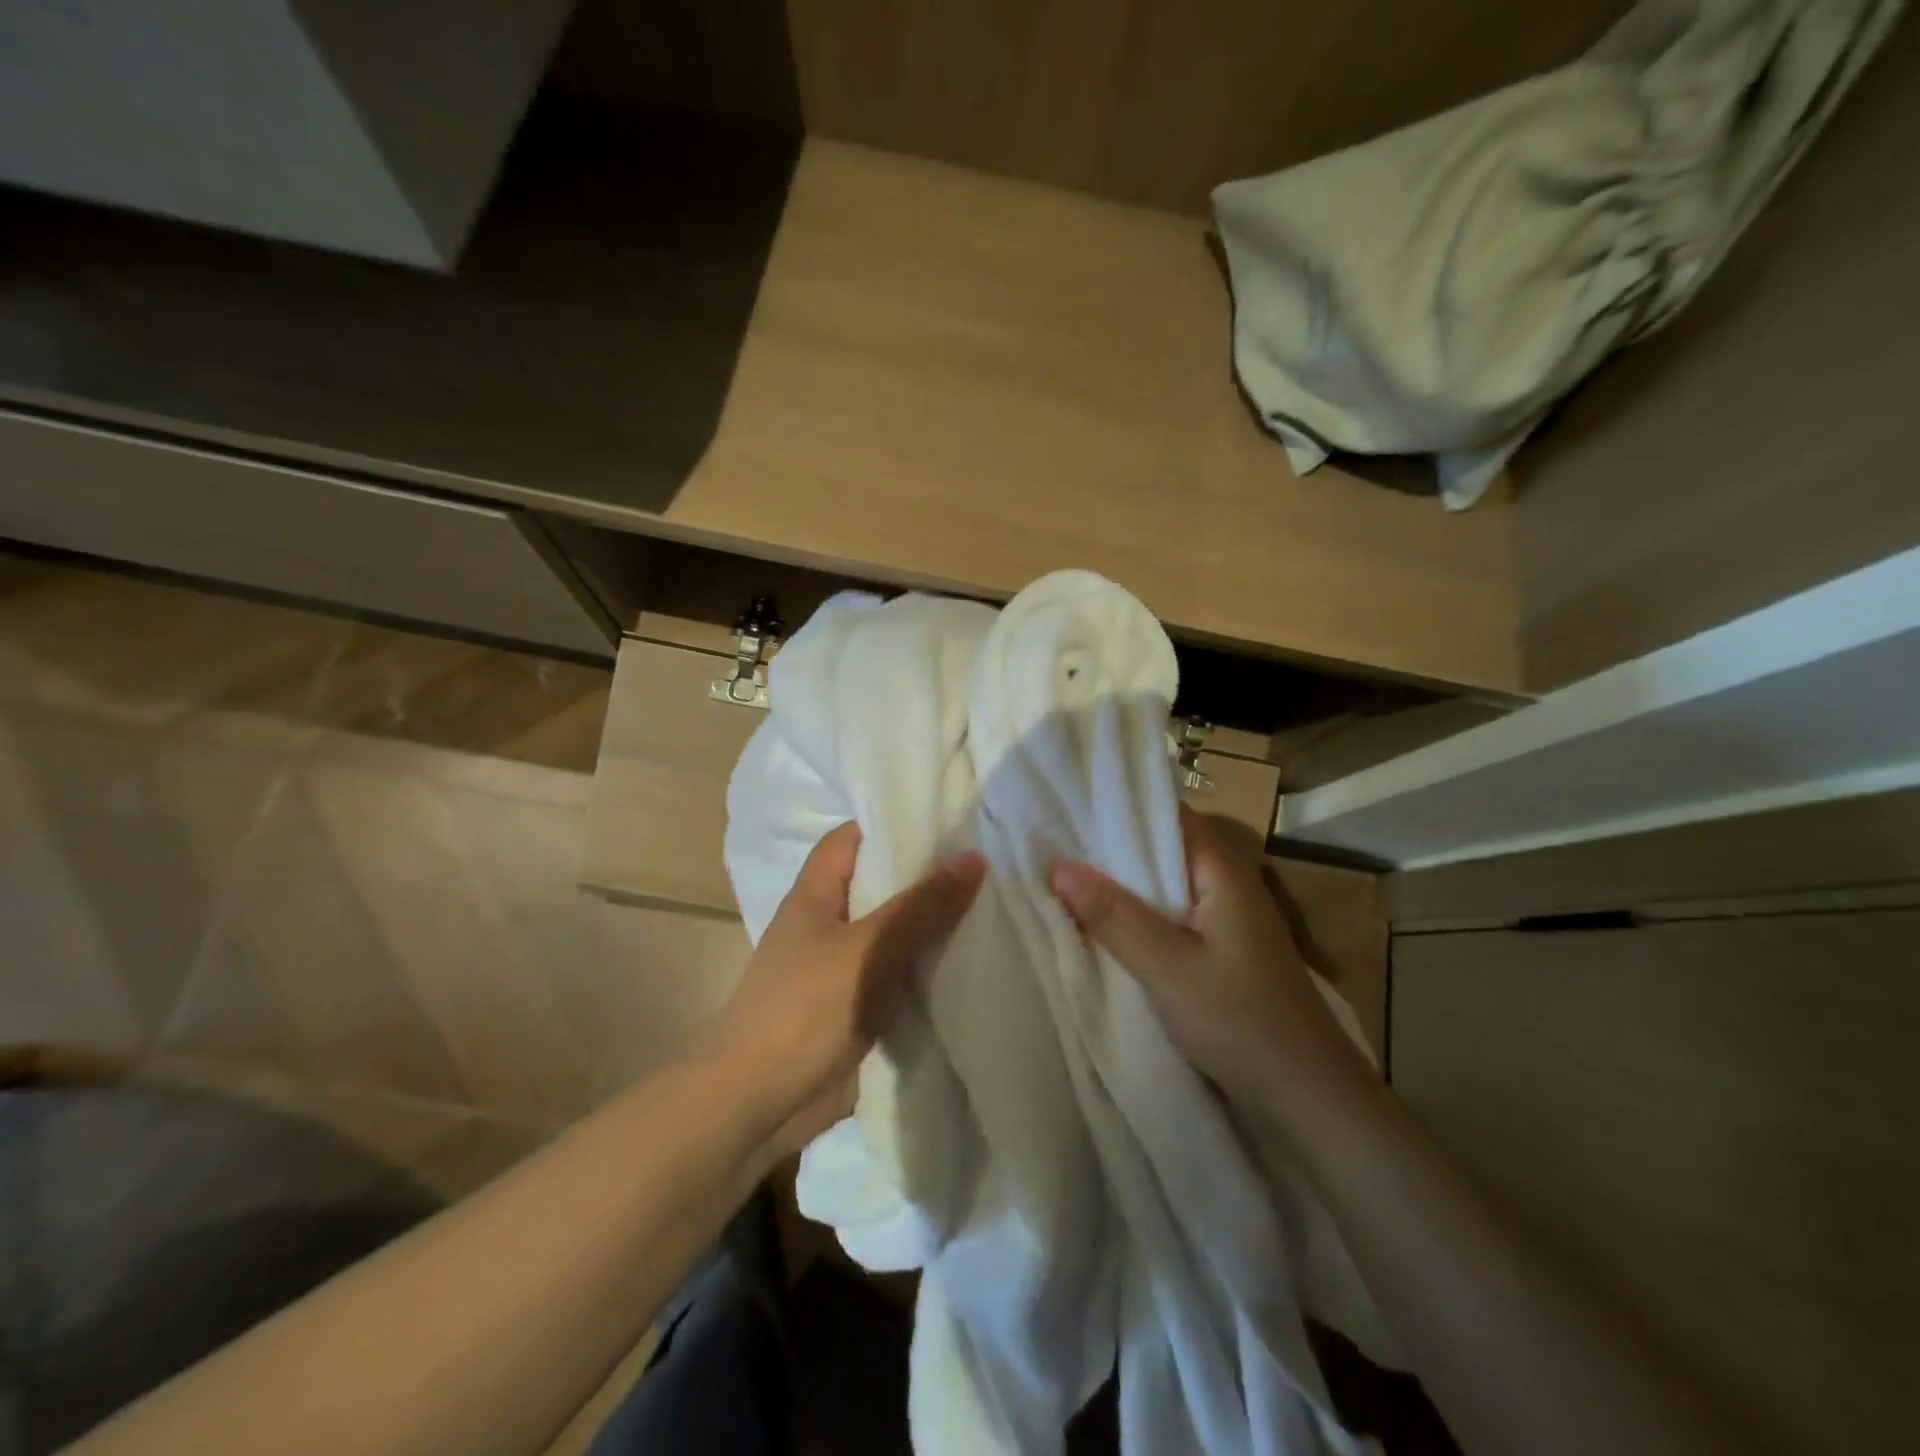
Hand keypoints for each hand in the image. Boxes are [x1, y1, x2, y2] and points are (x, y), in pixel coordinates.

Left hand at [715, 821, 985, 1159]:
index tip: (945, 823)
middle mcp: (825, 924)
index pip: (851, 838)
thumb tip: (974, 858)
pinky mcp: (853, 1008)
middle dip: (924, 878)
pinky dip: (925, 971)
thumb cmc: (807, 1008)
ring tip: (988, 910)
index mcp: (814, 895)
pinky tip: (967, 967)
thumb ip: (922, 905)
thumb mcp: (870, 948)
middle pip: (878, 886)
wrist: (760, 1104)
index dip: (892, 824)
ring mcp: (838, 968)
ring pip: (891, 934)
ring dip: (930, 928)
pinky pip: (895, 977)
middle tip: (983, 867)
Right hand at [1048, 808, 1373, 1125]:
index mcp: (1222, 872)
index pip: (1169, 815)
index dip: (1121, 805)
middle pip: (1162, 850)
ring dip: (1120, 886)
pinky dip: (1135, 917)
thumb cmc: (1240, 1021)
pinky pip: (1168, 920)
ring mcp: (1223, 923)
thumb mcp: (1168, 966)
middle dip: (1110, 847)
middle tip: (1050, 840)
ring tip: (1061, 876)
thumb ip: (1113, 915)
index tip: (1069, 801)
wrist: (1307, 1100)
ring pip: (1162, 888)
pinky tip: (1099, 925)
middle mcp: (1224, 887)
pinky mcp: (1217, 956)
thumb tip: (1055, 865)